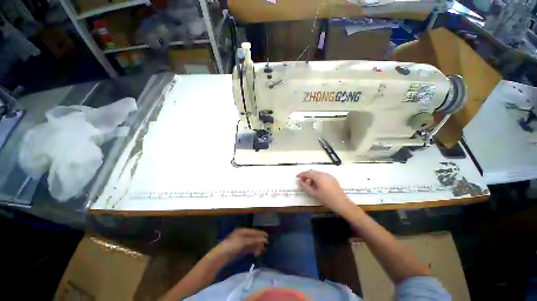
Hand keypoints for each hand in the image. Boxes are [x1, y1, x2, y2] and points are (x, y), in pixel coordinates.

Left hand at [213, 228, 267, 259]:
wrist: (221, 256)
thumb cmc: (232, 246)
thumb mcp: (243, 241)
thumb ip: (254, 240)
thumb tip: (264, 239)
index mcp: (242, 231)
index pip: (254, 231)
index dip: (260, 234)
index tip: (267, 237)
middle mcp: (242, 235)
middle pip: (253, 237)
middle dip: (259, 240)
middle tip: (266, 245)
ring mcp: (241, 243)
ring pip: (252, 243)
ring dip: (257, 246)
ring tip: (262, 250)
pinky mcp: (240, 250)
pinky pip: (249, 248)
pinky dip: (254, 250)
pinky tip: (257, 253)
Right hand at [297, 170, 354, 213]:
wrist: (342, 203)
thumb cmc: (327, 199)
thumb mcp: (314, 194)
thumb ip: (305, 186)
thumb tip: (298, 181)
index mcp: (319, 176)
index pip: (307, 172)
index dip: (301, 174)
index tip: (297, 177)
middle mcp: (324, 174)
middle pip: (312, 172)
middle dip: (306, 175)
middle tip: (303, 182)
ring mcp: (329, 175)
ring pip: (318, 173)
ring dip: (312, 177)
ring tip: (310, 185)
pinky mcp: (333, 178)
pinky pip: (323, 175)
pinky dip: (318, 178)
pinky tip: (318, 185)